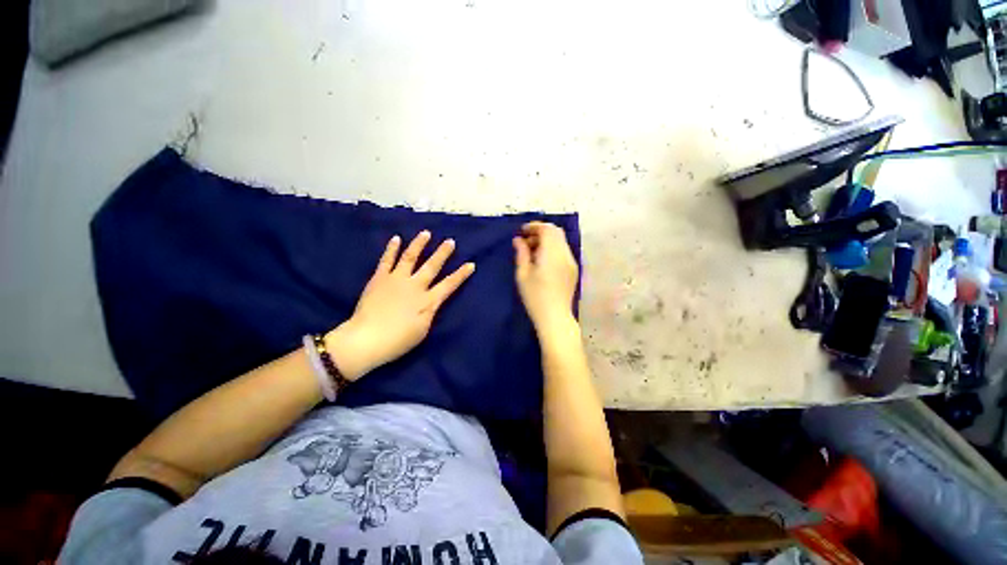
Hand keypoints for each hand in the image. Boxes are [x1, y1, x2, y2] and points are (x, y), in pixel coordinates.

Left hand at [326, 231, 474, 379]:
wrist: (366, 340)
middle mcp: (415, 286)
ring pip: (410, 257)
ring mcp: (396, 280)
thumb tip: (433, 301)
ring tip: (426, 233)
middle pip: (432, 266)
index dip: (461, 275)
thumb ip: (430, 312)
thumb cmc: (398, 340)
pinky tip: (396, 239)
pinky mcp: (379, 278)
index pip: (449, 285)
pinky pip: (387, 260)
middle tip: (450, 241)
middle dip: (443, 253)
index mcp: (428, 301)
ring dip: (419, 244)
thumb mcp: (423, 330)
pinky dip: (391, 249)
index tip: (471, 264)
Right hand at [513, 222, 579, 334]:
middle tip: (526, 241)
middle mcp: (565, 254)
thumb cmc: (535, 297)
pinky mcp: (573, 270)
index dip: (534, 226)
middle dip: (540, 232)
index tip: (522, 232)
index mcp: (552, 254)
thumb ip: (521, 254)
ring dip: (547, 240)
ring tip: (532, 252)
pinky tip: (543, 261)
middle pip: (556, 232)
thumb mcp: (523, 274)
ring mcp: (572, 262)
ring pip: (561, 241)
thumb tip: (518, 240)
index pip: (547, 229)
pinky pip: (563, 251)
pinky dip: (553, 249)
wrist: (555, 317)